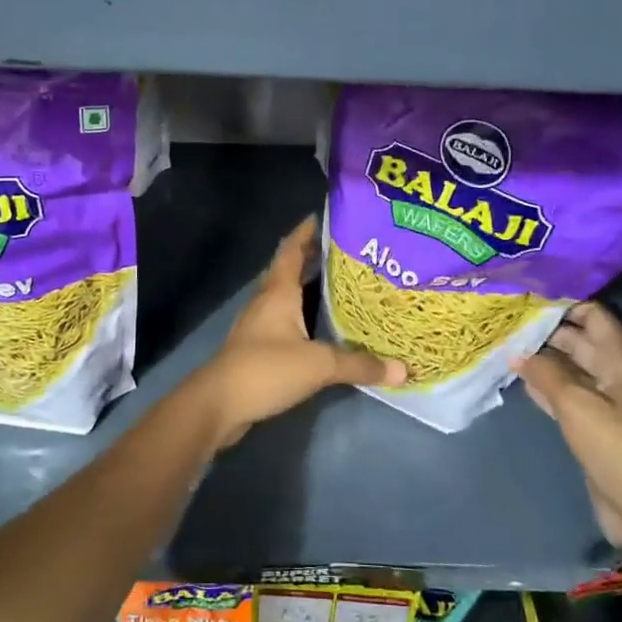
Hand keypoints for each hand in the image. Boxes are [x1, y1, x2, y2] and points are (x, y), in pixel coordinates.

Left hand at [194, 216, 404, 448]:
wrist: (218, 404)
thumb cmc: (266, 369)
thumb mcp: (319, 364)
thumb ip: (360, 364)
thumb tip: (403, 370)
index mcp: (278, 292)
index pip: (292, 250)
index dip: (307, 232)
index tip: (326, 217)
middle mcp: (267, 302)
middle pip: (291, 271)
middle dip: (315, 259)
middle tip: (350, 254)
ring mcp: (259, 325)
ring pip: (288, 298)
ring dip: (310, 291)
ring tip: (345, 288)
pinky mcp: (258, 349)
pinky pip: (286, 324)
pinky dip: (305, 319)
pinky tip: (324, 330)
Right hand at [512, 302, 621, 562]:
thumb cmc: (617, 448)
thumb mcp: (578, 406)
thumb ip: (546, 375)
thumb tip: (516, 351)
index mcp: (620, 363)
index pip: (595, 318)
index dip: (566, 303)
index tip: (528, 293)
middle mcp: (611, 376)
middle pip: (579, 341)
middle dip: (546, 329)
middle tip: (505, 317)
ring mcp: (600, 402)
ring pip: (567, 368)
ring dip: (539, 357)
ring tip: (502, 341)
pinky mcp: (588, 425)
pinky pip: (561, 395)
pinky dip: (541, 385)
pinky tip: (514, 376)